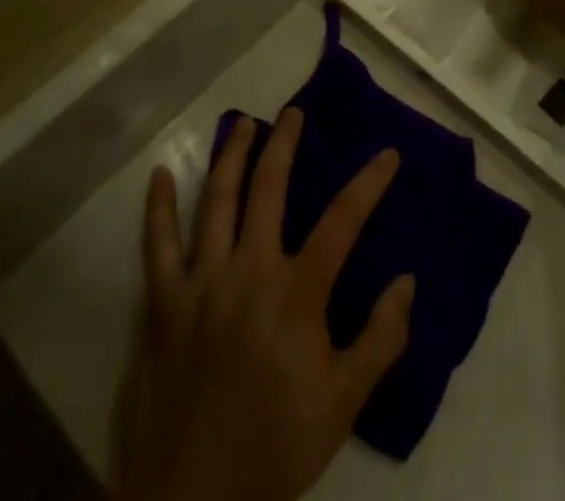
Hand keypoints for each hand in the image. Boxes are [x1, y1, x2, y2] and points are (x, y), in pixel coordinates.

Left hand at [111, 112, 414, 500]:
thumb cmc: (273, 450)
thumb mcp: (343, 405)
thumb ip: (380, 340)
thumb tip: (407, 281)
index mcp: (295, 294)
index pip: (342, 221)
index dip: (369, 183)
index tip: (388, 154)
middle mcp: (248, 272)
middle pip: (270, 189)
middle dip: (285, 145)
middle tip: (294, 113)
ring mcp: (201, 283)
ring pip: (217, 202)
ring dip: (231, 156)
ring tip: (243, 123)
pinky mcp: (162, 305)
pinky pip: (157, 246)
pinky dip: (158, 209)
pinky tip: (160, 175)